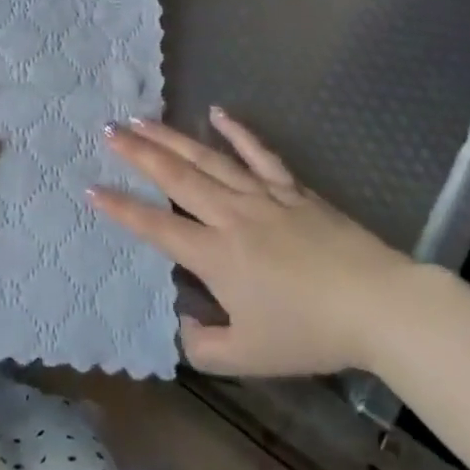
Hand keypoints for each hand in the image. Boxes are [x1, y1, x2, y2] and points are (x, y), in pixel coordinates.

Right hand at [91, 110, 419, 375]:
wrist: (377, 306)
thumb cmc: (310, 333)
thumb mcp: (249, 357)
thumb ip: (204, 347)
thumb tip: (183, 324)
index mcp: (215, 256)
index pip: (156, 227)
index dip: (121, 208)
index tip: (91, 187)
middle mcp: (231, 216)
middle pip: (176, 178)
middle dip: (139, 153)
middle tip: (110, 129)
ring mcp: (262, 196)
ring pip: (208, 159)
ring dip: (172, 138)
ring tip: (143, 118)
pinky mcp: (291, 189)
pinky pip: (259, 154)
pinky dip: (238, 132)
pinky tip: (217, 113)